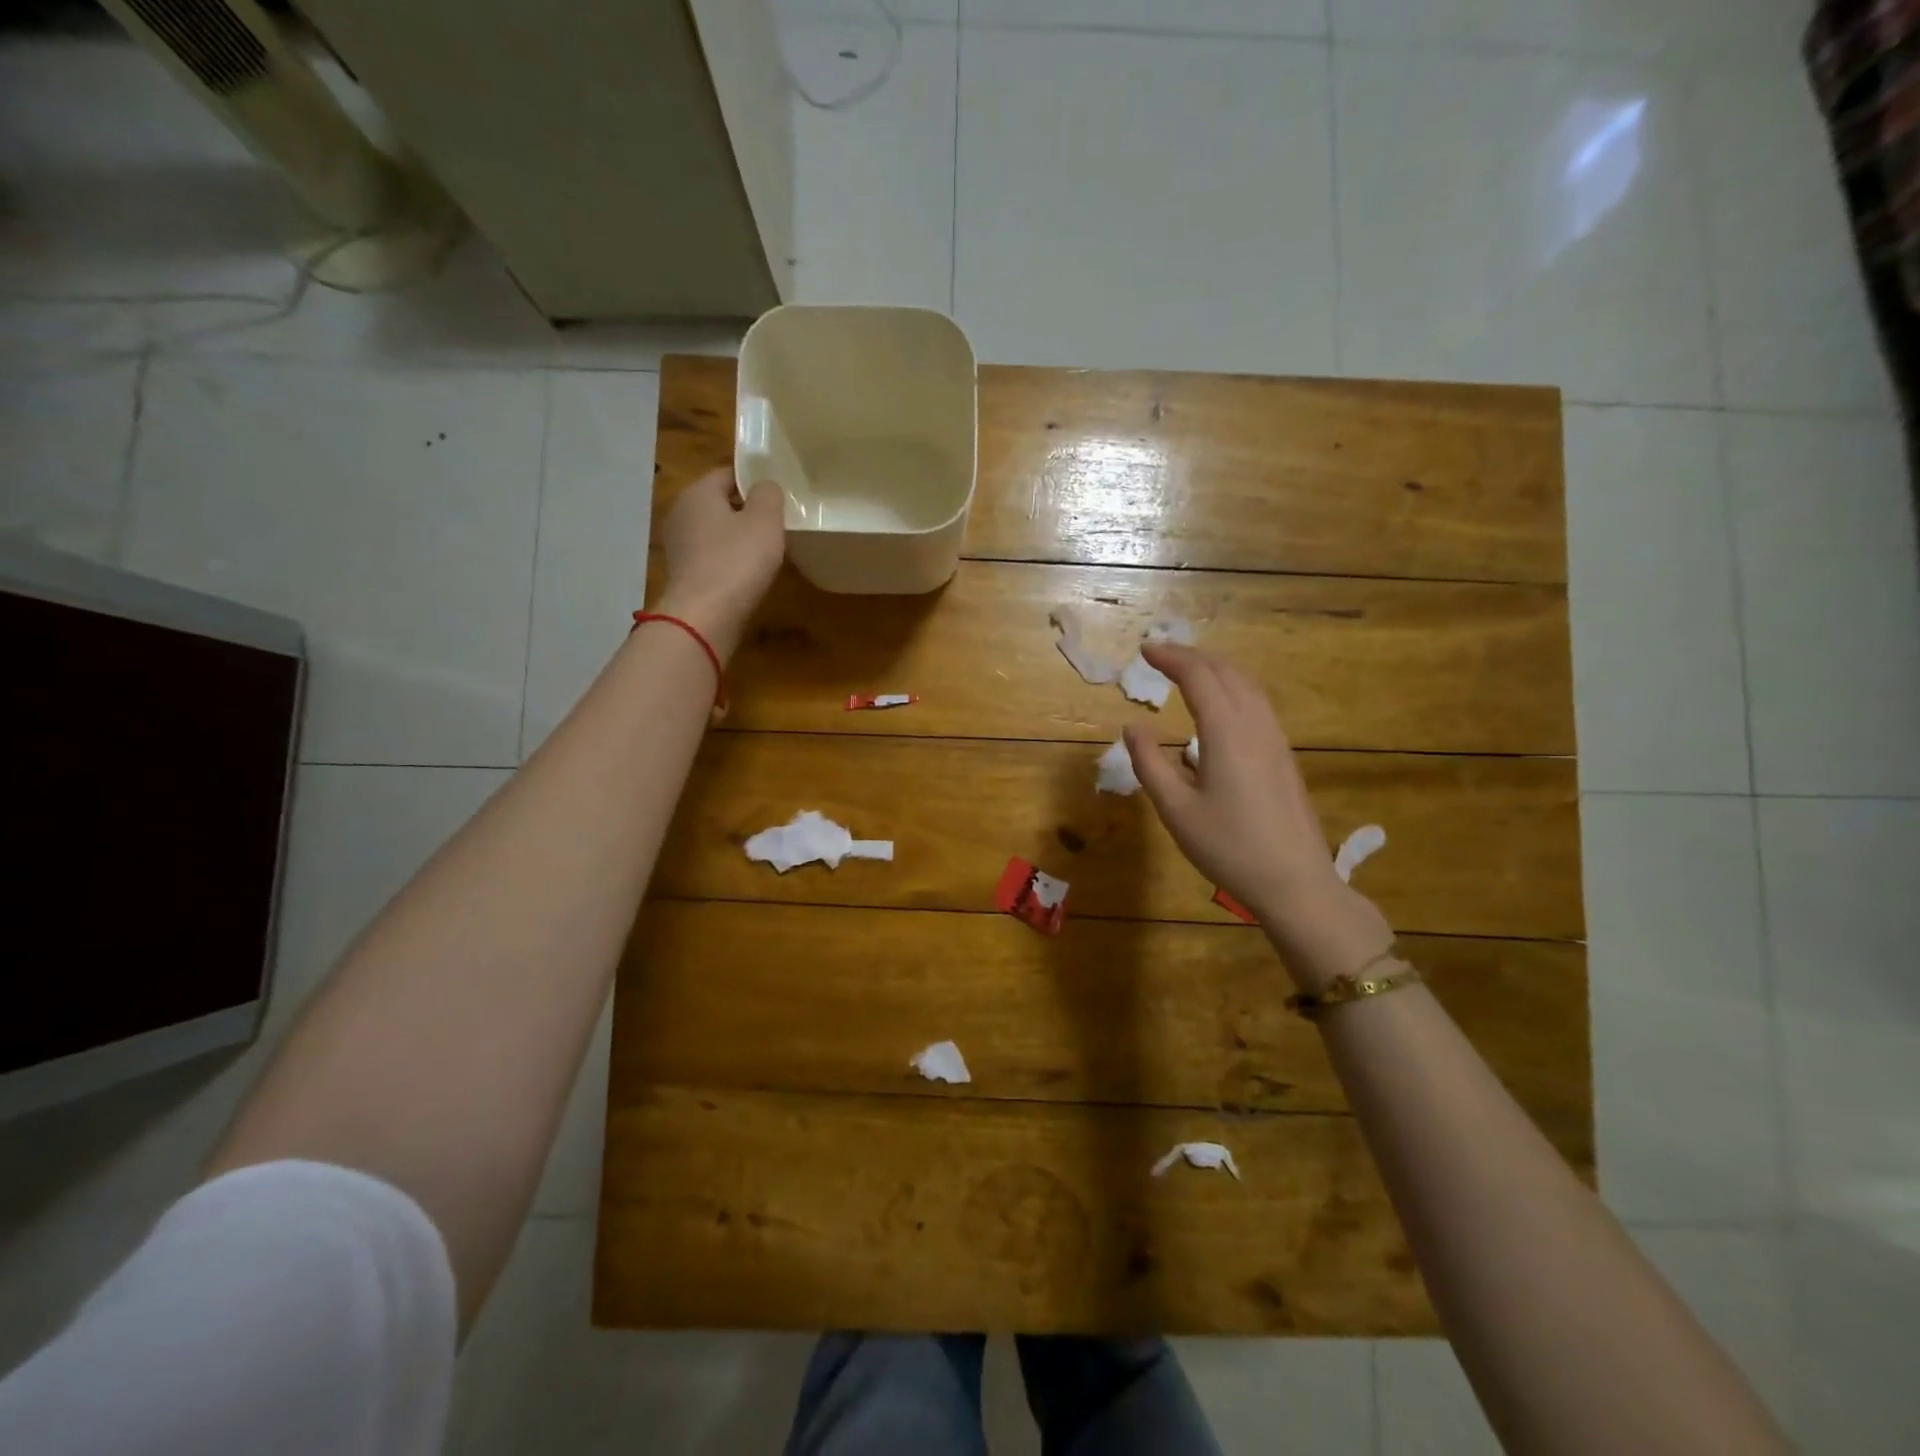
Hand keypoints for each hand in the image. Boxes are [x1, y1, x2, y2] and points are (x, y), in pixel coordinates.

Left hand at [653, 468, 785, 660]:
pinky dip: (727, 560)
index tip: (778, 494)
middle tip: (776, 522)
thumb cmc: (737, 561)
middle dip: (745, 509)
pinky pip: (710, 556)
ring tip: (765, 549)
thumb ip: (769, 495)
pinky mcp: (683, 574)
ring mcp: (678, 546)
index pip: (728, 473)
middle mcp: (681, 513)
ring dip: (736, 537)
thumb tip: (765, 487)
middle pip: (719, 502)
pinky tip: (747, 573)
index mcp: (698, 492)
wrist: (704, 616)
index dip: (754, 481)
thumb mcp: (765, 521)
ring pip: (714, 531)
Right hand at [1124, 644, 1392, 989]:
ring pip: (1247, 685)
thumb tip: (1133, 726)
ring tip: (1187, 672)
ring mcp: (1275, 739)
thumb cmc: (1228, 847)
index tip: (1144, 649)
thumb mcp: (1175, 809)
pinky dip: (1232, 688)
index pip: (1198, 676)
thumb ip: (1149, 763)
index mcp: (1227, 731)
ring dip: (1216, 669)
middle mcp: (1255, 724)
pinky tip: (1219, 708)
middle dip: (1192, 656)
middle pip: (1226, 672)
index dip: (1170, 657)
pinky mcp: (1284, 756)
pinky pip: (1257, 704)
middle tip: (1160, 655)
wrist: (1295, 882)